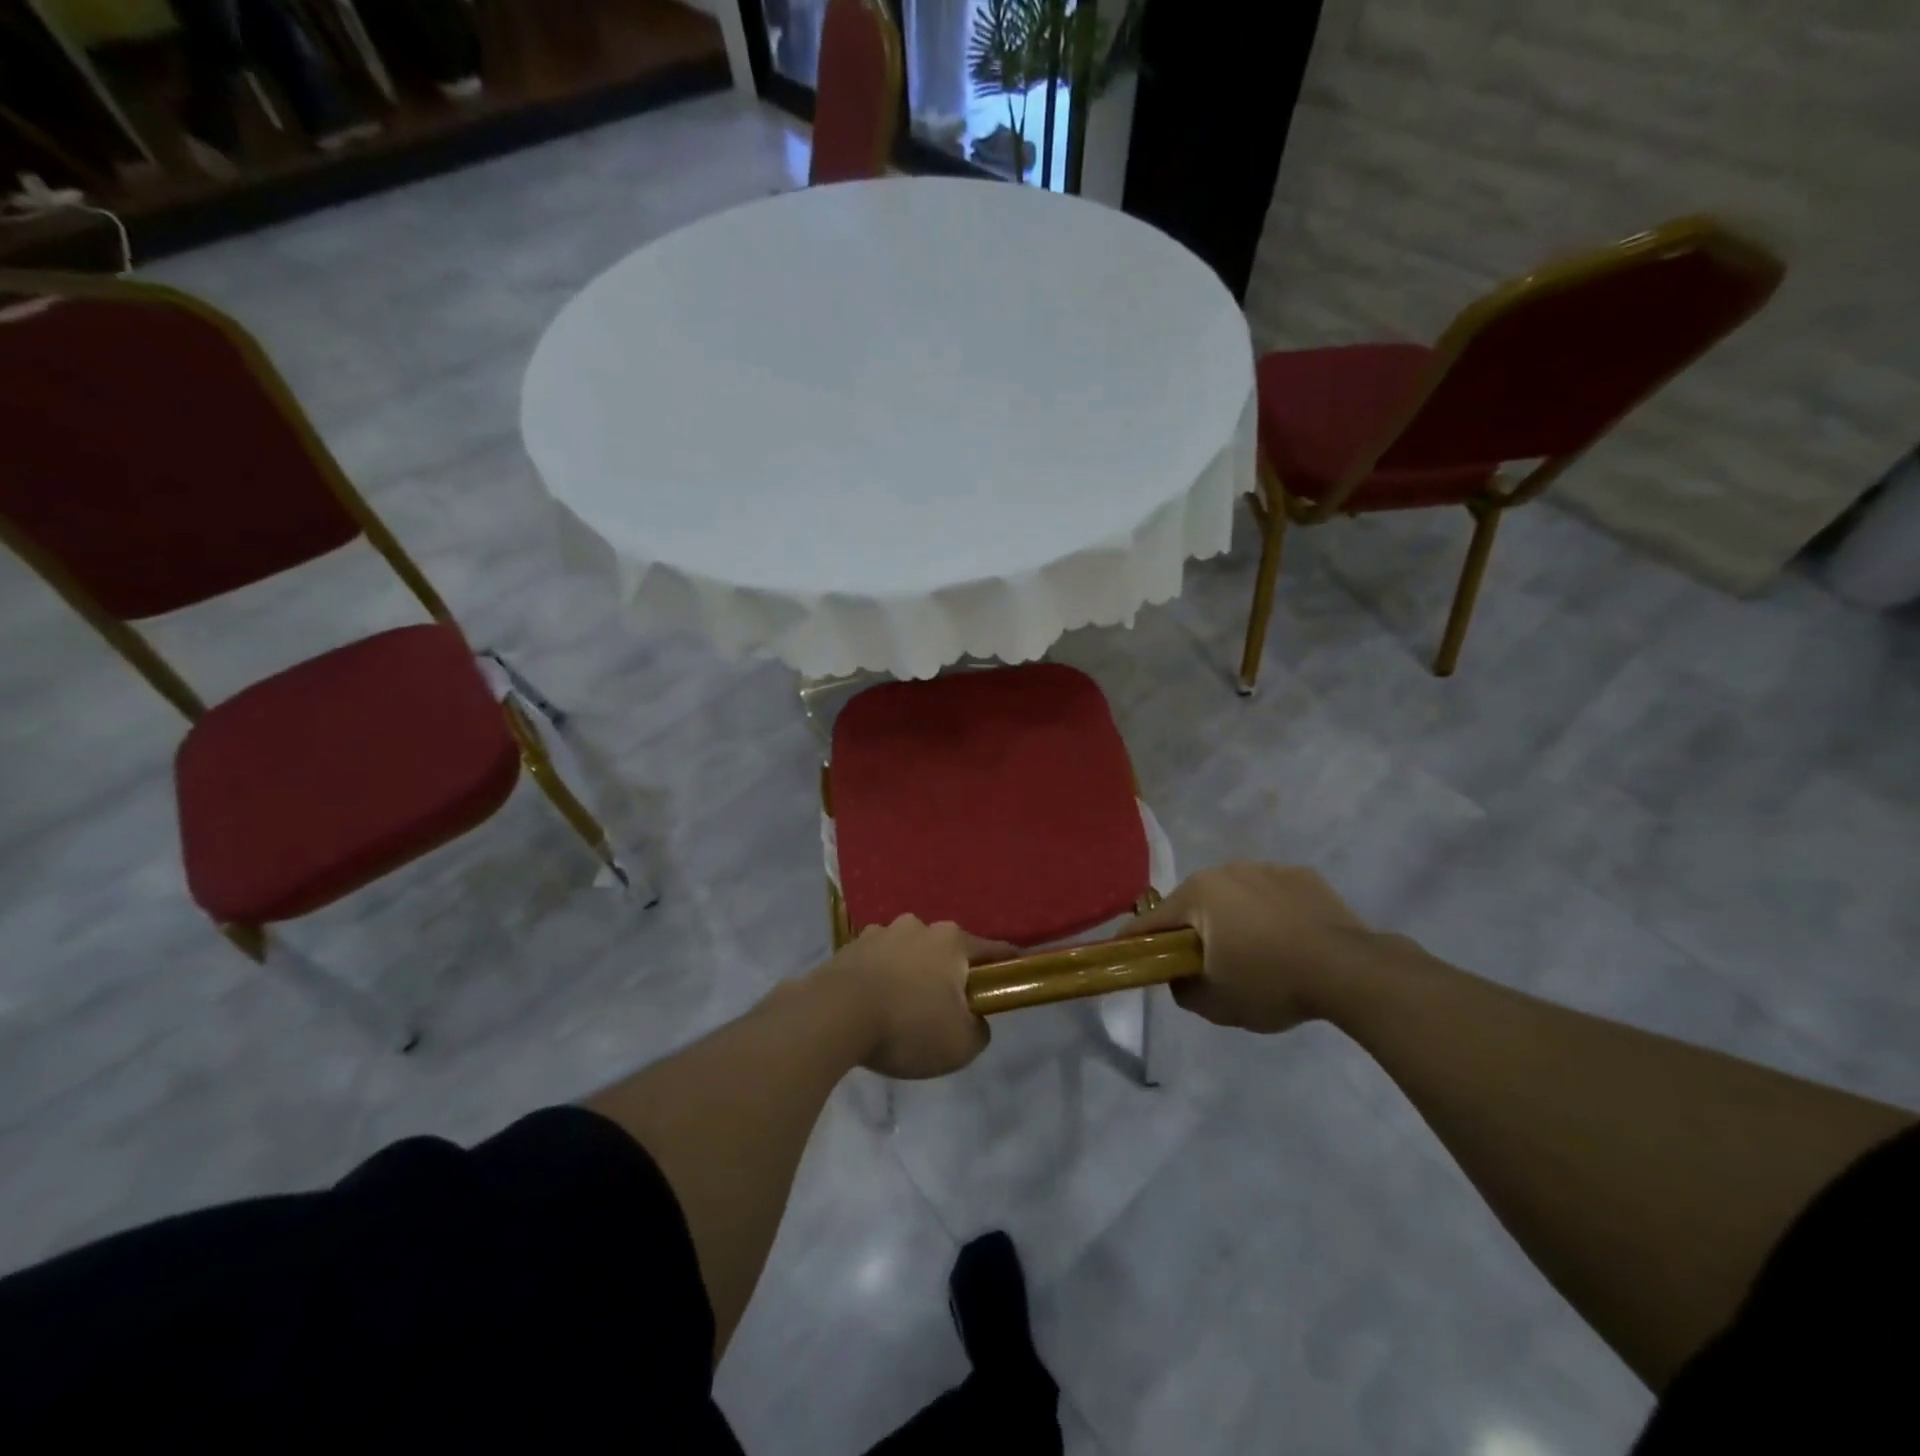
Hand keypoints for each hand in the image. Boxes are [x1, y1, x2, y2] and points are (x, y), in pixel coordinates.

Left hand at [816, 916, 1005, 1078]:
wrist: (833, 1016)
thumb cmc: (908, 1025)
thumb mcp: (961, 1044)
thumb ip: (979, 1029)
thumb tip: (973, 1019)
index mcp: (952, 941)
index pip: (991, 950)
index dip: (1006, 965)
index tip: (1014, 974)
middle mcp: (918, 926)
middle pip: (945, 950)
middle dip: (948, 973)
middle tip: (946, 1008)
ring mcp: (880, 933)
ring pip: (908, 953)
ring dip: (911, 973)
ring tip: (902, 1009)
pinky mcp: (849, 947)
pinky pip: (876, 963)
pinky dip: (880, 978)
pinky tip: (873, 1005)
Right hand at [1123, 863, 1384, 1033]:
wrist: (1350, 971)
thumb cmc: (1270, 983)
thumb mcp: (1216, 1004)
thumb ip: (1183, 990)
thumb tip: (1179, 977)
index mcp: (1198, 894)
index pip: (1153, 920)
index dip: (1136, 941)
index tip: (1125, 955)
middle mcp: (1227, 871)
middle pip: (1195, 904)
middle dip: (1192, 930)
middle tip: (1203, 963)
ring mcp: (1267, 869)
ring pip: (1235, 896)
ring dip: (1233, 919)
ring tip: (1254, 952)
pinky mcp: (1303, 876)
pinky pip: (1272, 895)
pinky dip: (1270, 913)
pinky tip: (1288, 940)